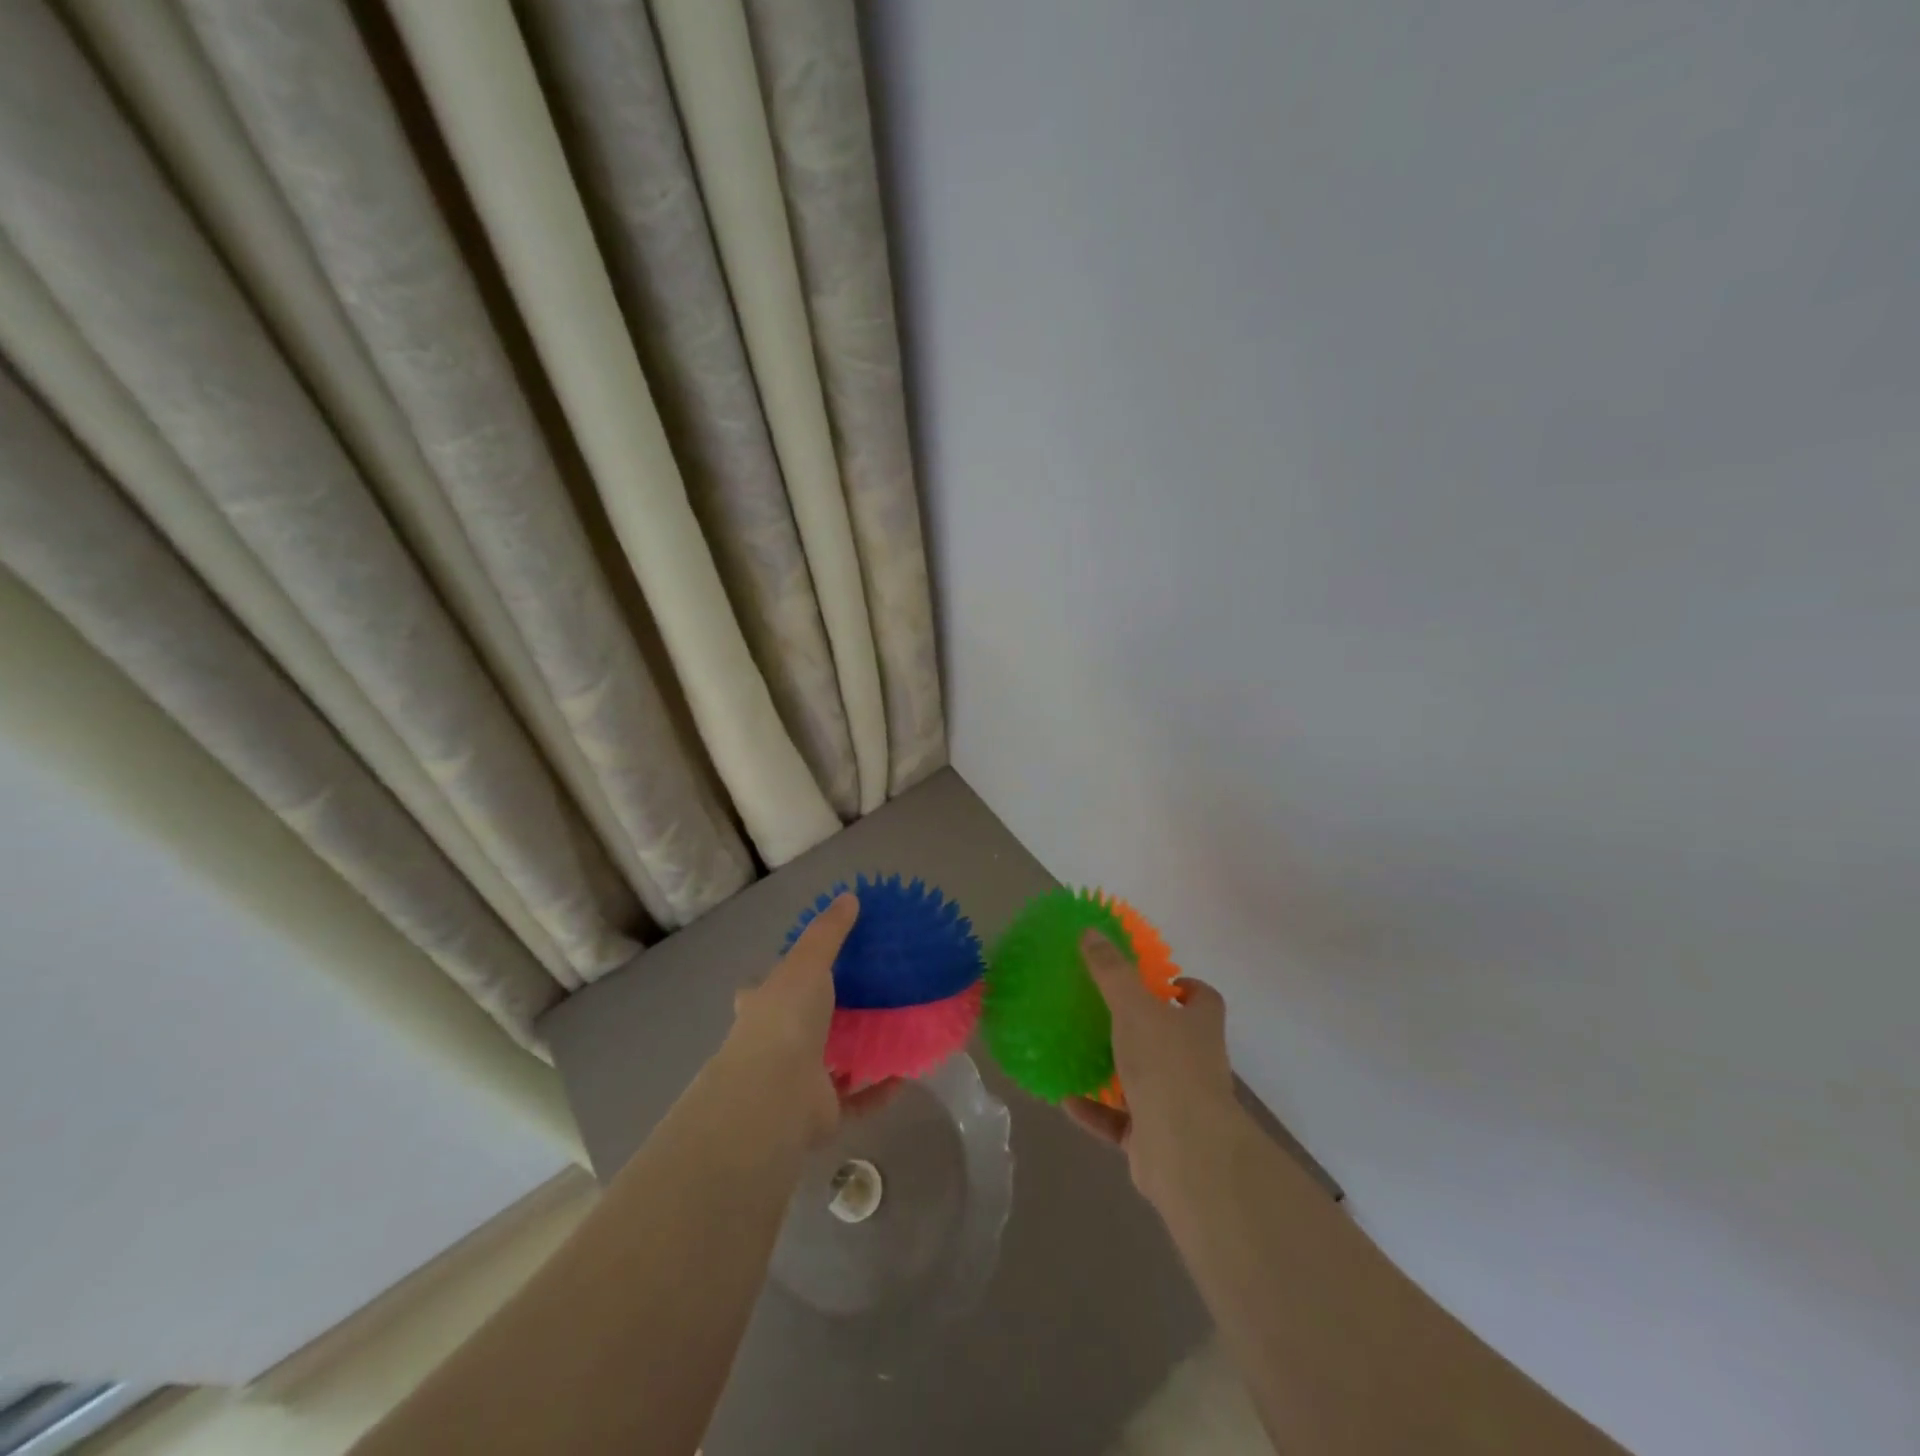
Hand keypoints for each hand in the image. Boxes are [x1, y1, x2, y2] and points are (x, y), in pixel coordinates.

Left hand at [723, 893, 896, 1147]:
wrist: (776, 1094)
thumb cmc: (786, 1018)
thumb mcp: (807, 962)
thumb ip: (829, 932)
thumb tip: (849, 896)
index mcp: (763, 1007)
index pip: (765, 989)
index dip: (782, 978)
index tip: (810, 967)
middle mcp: (773, 1045)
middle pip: (799, 1026)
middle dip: (825, 1016)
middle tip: (866, 998)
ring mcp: (796, 1081)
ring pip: (829, 1064)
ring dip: (855, 1053)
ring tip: (892, 1032)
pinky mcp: (821, 1112)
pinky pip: (856, 1099)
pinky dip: (878, 1089)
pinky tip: (904, 1073)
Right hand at [1064, 928, 1238, 1206]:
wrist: (1185, 1152)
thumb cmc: (1166, 1066)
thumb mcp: (1134, 1007)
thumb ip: (1112, 971)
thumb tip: (1091, 932)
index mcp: (1198, 1028)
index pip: (1204, 1000)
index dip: (1186, 988)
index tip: (1159, 980)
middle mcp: (1194, 1064)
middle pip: (1172, 1039)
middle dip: (1142, 1027)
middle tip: (1103, 1010)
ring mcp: (1177, 1105)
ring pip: (1144, 1081)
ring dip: (1115, 1070)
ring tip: (1078, 1051)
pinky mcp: (1154, 1140)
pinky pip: (1119, 1121)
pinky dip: (1095, 1110)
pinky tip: (1066, 1098)